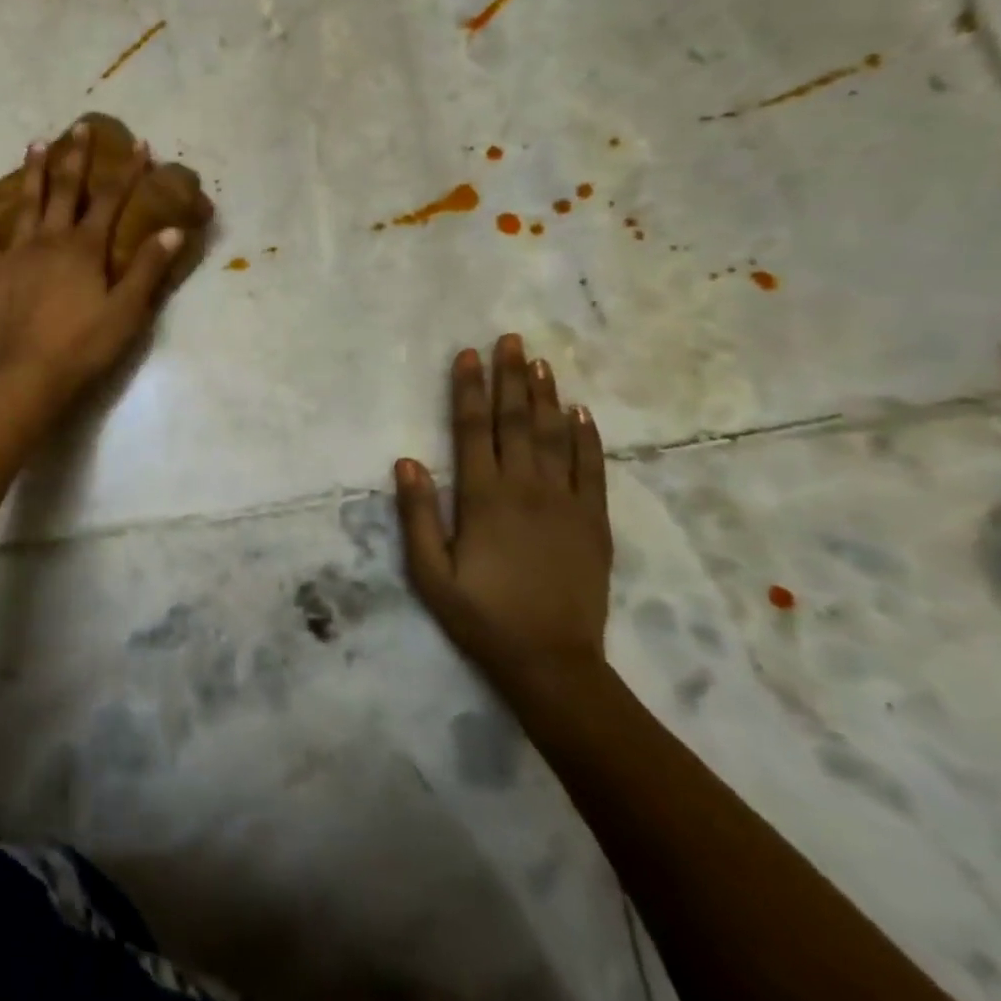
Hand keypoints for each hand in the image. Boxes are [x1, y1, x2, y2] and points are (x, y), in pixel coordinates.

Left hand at [0, 124, 182, 401]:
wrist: (31, 374)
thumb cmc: (85, 345)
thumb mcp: (128, 310)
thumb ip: (149, 269)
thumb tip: (172, 231)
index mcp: (85, 248)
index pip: (111, 201)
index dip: (127, 172)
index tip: (139, 145)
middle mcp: (50, 240)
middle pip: (65, 191)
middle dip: (76, 158)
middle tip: (80, 128)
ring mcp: (17, 253)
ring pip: (25, 203)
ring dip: (32, 172)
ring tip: (36, 143)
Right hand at [393, 334, 612, 693]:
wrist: (551, 661)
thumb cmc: (480, 615)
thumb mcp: (429, 572)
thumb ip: (417, 515)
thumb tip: (406, 461)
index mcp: (482, 498)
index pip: (473, 429)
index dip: (469, 389)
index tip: (467, 355)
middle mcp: (526, 489)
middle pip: (516, 422)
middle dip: (510, 378)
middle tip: (510, 339)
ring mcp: (566, 503)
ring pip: (554, 436)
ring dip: (545, 396)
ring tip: (540, 361)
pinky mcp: (594, 521)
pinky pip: (592, 469)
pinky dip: (586, 437)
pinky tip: (580, 412)